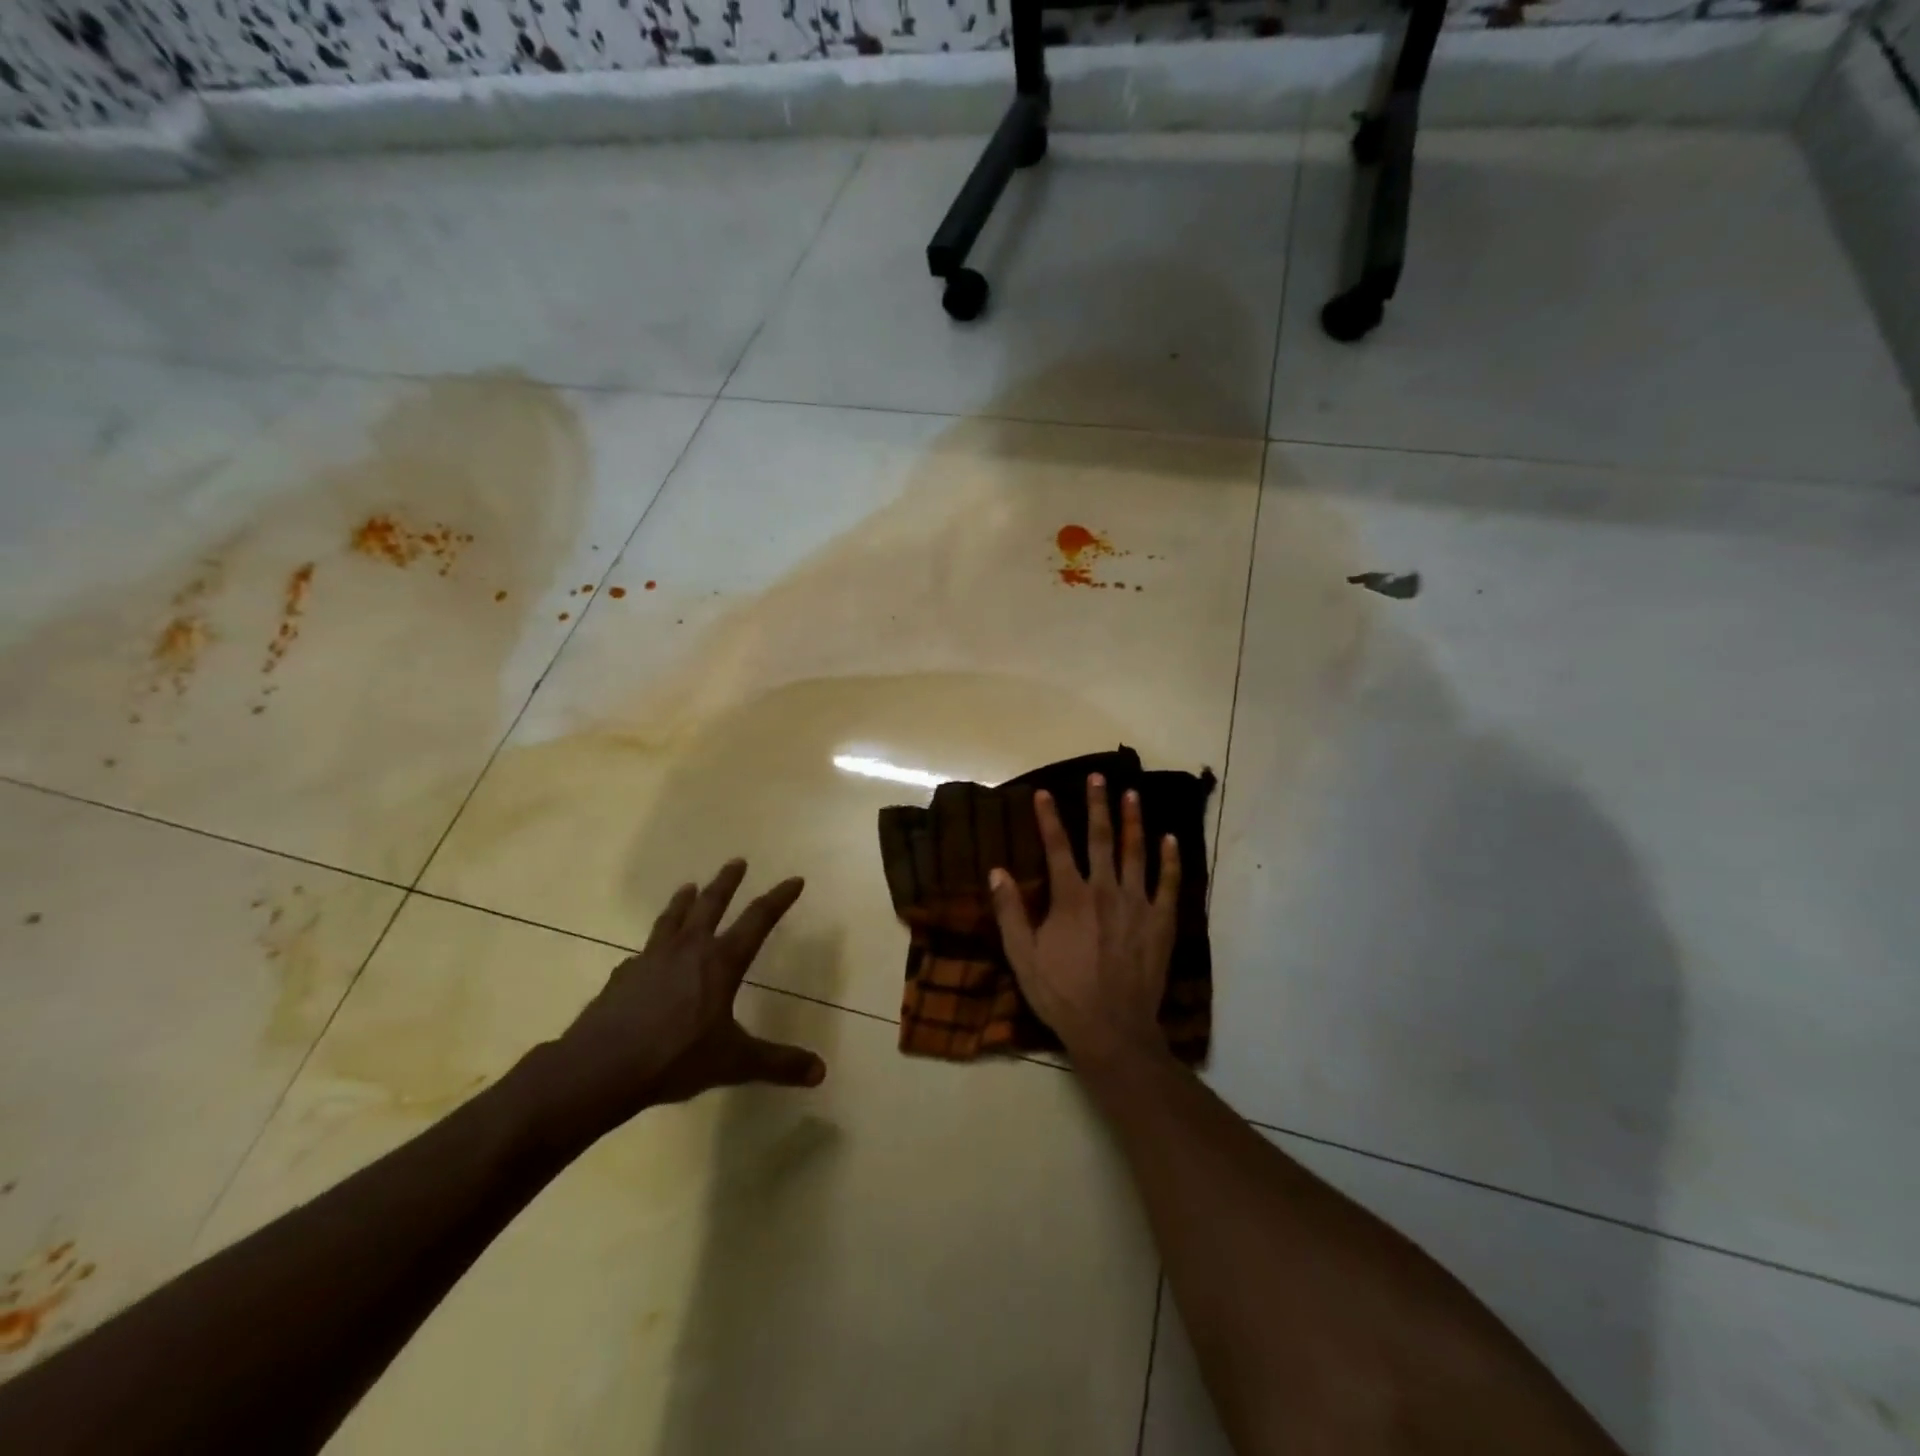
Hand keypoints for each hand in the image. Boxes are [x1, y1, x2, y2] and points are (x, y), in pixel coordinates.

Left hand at [542, 860, 825, 1143]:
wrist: (600, 1068)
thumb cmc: (675, 1058)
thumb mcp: (734, 1062)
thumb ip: (777, 1063)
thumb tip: (821, 1072)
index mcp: (720, 962)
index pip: (758, 920)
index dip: (778, 899)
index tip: (794, 880)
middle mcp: (687, 950)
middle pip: (710, 905)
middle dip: (726, 882)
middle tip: (737, 861)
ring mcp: (650, 960)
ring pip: (671, 919)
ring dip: (683, 901)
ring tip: (688, 887)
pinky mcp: (622, 977)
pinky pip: (641, 954)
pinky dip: (651, 948)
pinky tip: (645, 956)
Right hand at [988, 774, 1181, 1064]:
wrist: (1112, 1029)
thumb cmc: (1062, 994)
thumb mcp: (1022, 957)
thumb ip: (1009, 912)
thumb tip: (997, 871)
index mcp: (1070, 897)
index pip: (1056, 847)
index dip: (1048, 818)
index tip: (1044, 792)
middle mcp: (1105, 891)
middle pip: (1101, 838)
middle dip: (1097, 805)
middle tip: (1098, 777)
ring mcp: (1137, 904)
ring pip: (1136, 853)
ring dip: (1133, 821)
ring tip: (1133, 794)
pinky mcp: (1161, 922)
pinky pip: (1169, 884)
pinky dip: (1170, 860)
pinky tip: (1170, 839)